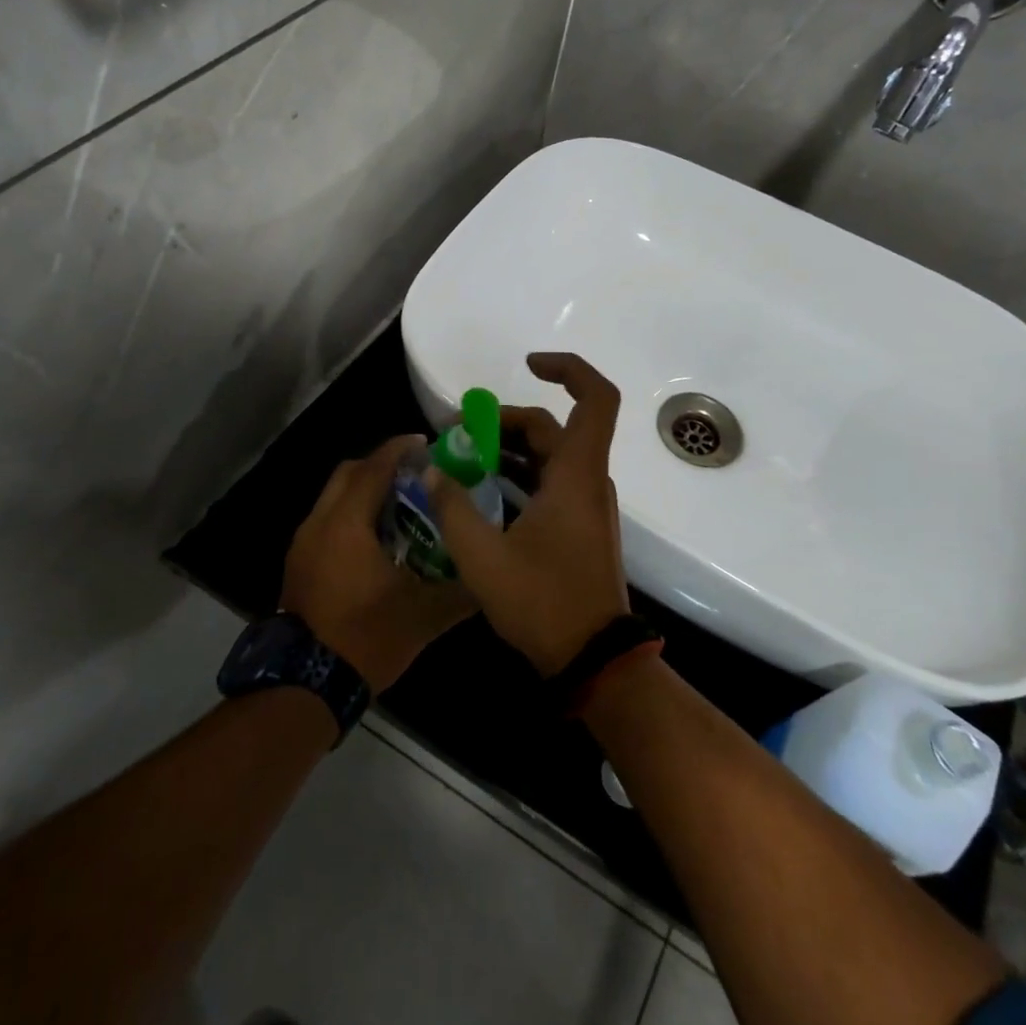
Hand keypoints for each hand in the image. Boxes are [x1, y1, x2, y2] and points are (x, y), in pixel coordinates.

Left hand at [281, 435, 476, 693]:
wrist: (306, 685)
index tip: (426, 443)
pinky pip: (327, 520)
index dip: (400, 449)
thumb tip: (489, 576)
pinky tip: (378, 539)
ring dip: (364, 491)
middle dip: (380, 464)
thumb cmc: (365, 638)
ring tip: (402, 503)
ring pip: (334, 497)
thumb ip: (461, 590)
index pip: (374, 468)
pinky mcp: (298, 564)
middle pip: (348, 473)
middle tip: (416, 473)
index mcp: (347, 524)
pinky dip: (352, 515)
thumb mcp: (424, 615)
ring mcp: (303, 544)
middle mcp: (319, 523)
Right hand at [426, 353, 629, 676]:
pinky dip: (518, 476)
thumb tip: (430, 472)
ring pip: (549, 456)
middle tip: (455, 435)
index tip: (527, 365)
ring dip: (507, 450)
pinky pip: (549, 482)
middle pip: (552, 427)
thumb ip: (452, 508)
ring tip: (459, 461)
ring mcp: (586, 505)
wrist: (594, 660)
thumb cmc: (544, 603)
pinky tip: (481, 493)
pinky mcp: (578, 526)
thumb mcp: (483, 557)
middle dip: (503, 422)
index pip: (595, 398)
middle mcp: (587, 480)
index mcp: (576, 475)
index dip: (568, 369)